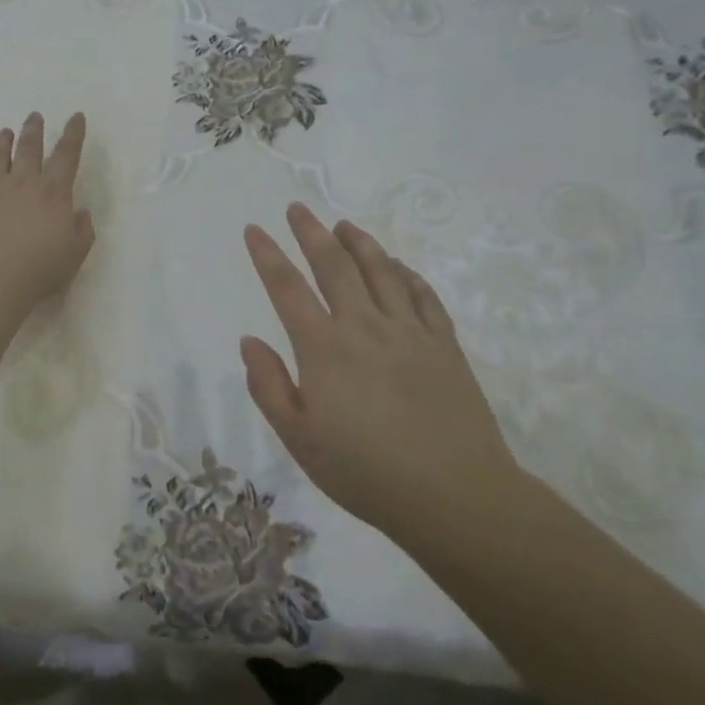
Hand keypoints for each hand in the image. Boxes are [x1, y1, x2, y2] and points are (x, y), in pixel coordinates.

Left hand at [0, 112, 94, 317]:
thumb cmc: (38, 271)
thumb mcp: (74, 255)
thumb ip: (82, 230)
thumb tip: (79, 212)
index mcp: (52, 192)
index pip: (67, 154)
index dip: (73, 133)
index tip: (76, 117)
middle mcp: (22, 182)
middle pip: (29, 147)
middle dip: (34, 129)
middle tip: (34, 116)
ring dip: (3, 141)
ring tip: (5, 132)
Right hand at [240, 204, 522, 531]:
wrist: (455, 495)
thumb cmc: (365, 472)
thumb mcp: (298, 438)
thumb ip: (268, 386)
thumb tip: (250, 341)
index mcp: (324, 347)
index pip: (287, 288)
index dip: (268, 255)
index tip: (255, 230)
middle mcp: (365, 326)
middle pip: (334, 266)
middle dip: (311, 233)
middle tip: (298, 208)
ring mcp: (409, 332)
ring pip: (381, 272)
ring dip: (359, 243)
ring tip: (344, 225)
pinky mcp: (444, 345)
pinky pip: (423, 296)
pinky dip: (406, 274)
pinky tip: (398, 266)